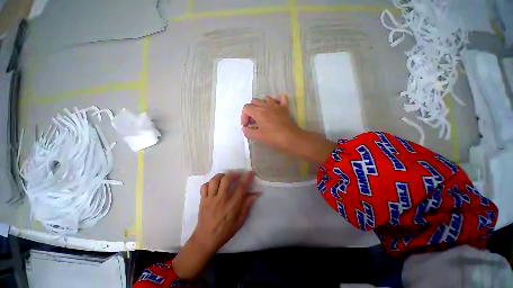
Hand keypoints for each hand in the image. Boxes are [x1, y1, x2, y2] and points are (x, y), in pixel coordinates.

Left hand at [172, 172, 259, 279]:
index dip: (247, 178)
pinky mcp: (203, 200)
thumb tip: (255, 194)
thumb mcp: (239, 222)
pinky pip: (204, 186)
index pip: (241, 187)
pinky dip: (209, 183)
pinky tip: (214, 185)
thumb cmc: (225, 231)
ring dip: (221, 176)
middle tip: (237, 175)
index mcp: (232, 205)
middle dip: (233, 174)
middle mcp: (221, 199)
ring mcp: (210, 198)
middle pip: (226, 179)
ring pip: (214, 180)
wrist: (205, 239)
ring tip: (225, 177)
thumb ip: (247, 206)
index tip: (251, 172)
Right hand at [241, 95, 302, 152]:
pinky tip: (274, 108)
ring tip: (263, 116)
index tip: (247, 127)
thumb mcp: (258, 137)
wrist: (292, 139)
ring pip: (265, 99)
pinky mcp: (285, 107)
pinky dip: (275, 101)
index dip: (243, 117)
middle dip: (251, 111)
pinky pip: (280, 98)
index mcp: (258, 112)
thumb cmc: (274, 138)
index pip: (246, 108)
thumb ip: (248, 132)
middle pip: (254, 102)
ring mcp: (276, 105)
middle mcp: (266, 105)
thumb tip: (244, 128)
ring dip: (261, 106)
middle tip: (254, 123)